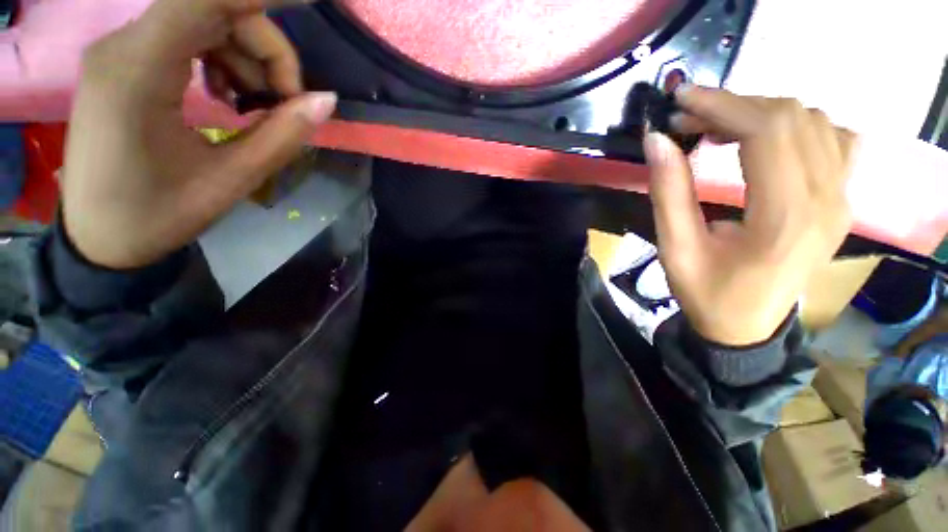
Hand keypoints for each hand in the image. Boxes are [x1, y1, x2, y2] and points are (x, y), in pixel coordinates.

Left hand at [62, 0, 335, 268]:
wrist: (102, 239)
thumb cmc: (158, 216)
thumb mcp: (230, 180)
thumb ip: (281, 135)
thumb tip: (326, 102)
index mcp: (138, 71)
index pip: (206, 0)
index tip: (314, 2)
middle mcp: (124, 45)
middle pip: (214, 11)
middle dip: (267, 52)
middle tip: (290, 104)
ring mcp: (123, 51)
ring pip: (205, 24)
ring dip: (247, 60)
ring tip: (260, 109)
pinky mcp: (127, 63)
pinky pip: (187, 39)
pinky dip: (223, 62)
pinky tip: (231, 98)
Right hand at [644, 86, 856, 345]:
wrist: (746, 325)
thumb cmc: (707, 292)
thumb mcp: (675, 248)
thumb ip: (668, 192)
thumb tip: (657, 140)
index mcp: (785, 217)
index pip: (767, 132)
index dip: (721, 104)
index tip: (680, 99)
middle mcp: (827, 200)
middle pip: (793, 117)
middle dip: (734, 105)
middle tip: (688, 117)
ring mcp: (841, 198)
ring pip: (813, 121)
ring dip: (760, 112)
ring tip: (718, 126)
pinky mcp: (841, 199)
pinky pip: (832, 138)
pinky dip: (795, 124)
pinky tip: (764, 139)